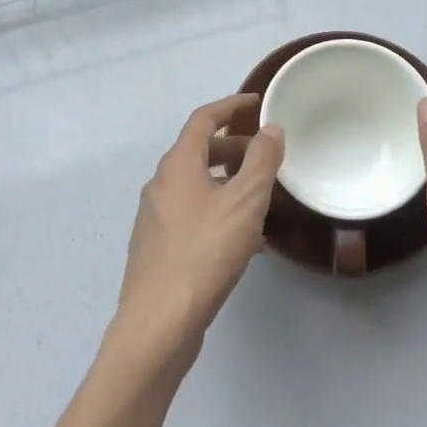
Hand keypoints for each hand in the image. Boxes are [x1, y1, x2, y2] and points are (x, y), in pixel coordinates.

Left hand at [115, 94, 283, 365]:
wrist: (158, 323)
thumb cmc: (204, 253)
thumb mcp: (244, 202)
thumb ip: (261, 161)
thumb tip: (270, 128)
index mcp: (178, 164)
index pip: (204, 119)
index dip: (231, 106)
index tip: (256, 103)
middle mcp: (161, 184)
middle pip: (198, 151)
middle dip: (233, 147)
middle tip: (265, 154)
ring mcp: (155, 217)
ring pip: (196, 185)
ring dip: (227, 181)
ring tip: (260, 196)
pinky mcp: (158, 248)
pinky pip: (192, 214)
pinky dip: (218, 210)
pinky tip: (242, 237)